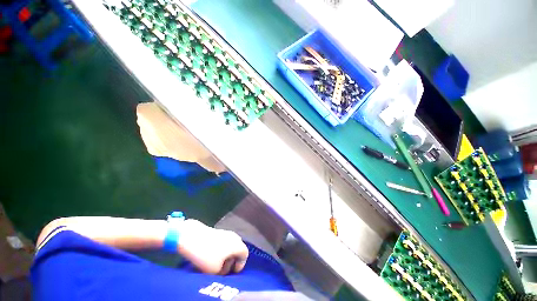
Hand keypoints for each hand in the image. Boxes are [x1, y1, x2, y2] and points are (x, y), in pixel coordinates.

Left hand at [177, 219, 248, 274]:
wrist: (193, 237)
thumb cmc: (207, 254)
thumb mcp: (215, 270)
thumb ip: (223, 271)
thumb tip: (222, 269)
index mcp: (237, 244)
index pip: (245, 254)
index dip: (240, 265)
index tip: (233, 273)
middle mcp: (234, 236)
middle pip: (237, 250)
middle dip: (231, 261)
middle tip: (223, 270)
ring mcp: (225, 232)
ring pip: (229, 245)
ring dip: (225, 256)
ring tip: (215, 265)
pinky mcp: (217, 231)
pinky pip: (223, 242)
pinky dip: (220, 249)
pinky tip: (210, 256)